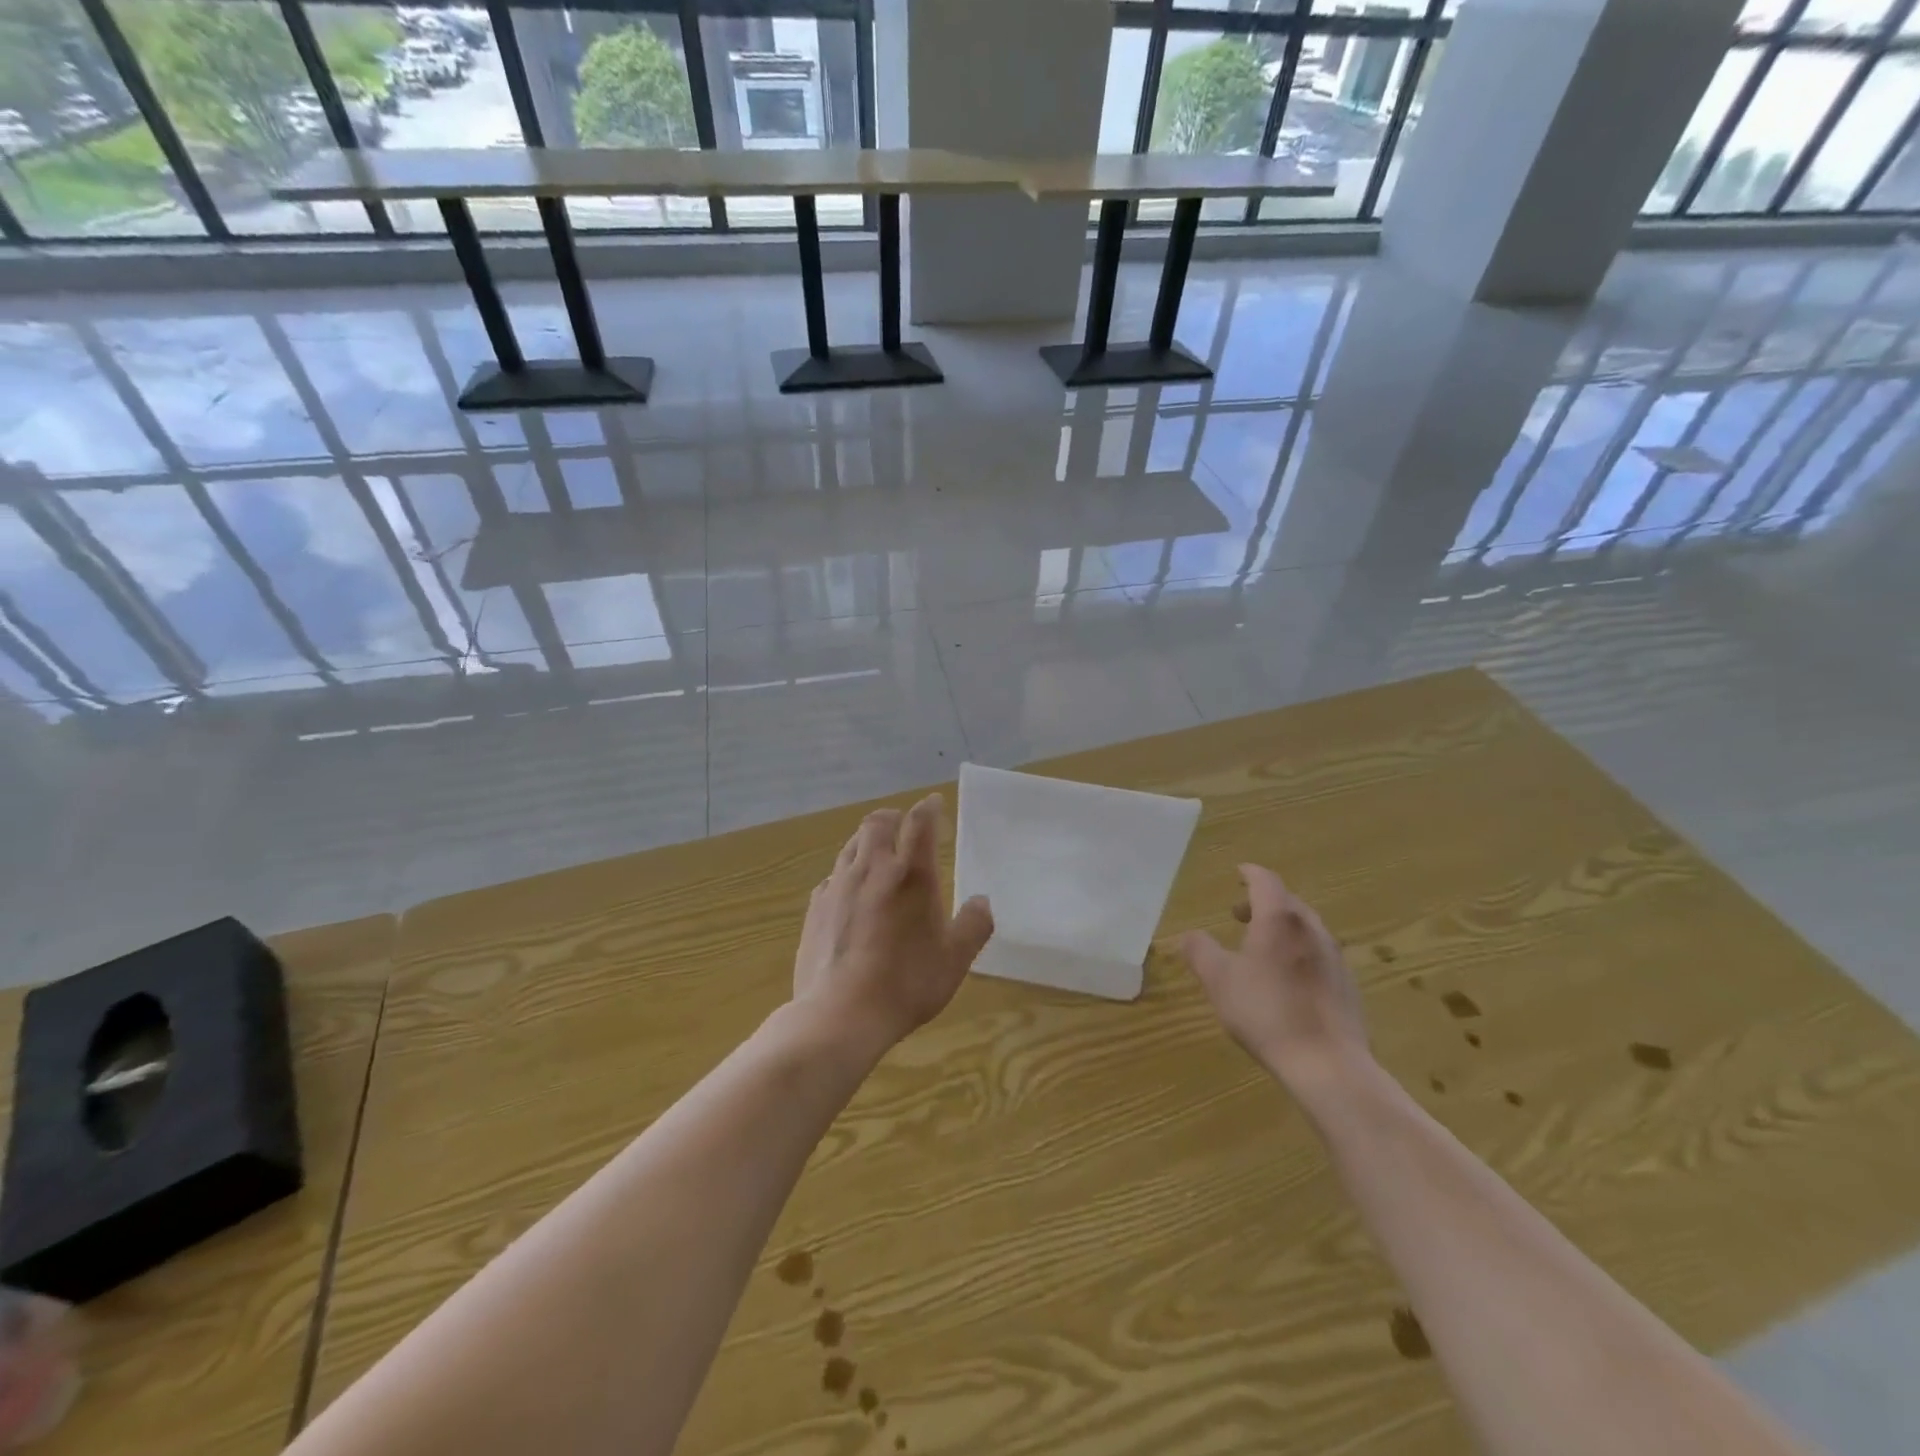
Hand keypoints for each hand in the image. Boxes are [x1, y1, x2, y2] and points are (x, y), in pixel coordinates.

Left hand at [793, 795, 994, 1054]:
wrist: (840, 1014)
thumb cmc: (906, 983)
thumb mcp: (955, 959)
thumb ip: (973, 925)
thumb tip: (981, 902)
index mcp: (910, 874)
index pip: (920, 822)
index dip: (929, 807)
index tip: (935, 803)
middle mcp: (872, 869)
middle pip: (877, 822)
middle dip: (893, 817)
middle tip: (904, 827)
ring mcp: (838, 886)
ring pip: (851, 845)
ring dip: (868, 841)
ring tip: (878, 854)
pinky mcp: (815, 908)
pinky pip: (832, 876)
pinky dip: (846, 873)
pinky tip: (851, 893)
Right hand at [1181, 864, 1370, 1092]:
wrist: (1327, 1064)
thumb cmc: (1266, 1011)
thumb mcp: (1218, 980)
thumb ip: (1199, 951)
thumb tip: (1189, 935)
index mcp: (1279, 919)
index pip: (1266, 881)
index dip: (1250, 873)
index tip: (1238, 872)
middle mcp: (1311, 929)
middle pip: (1288, 902)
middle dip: (1262, 902)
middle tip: (1238, 914)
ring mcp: (1334, 957)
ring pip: (1306, 928)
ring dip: (1282, 928)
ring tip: (1260, 947)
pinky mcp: (1347, 985)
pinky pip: (1318, 954)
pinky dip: (1298, 952)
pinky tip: (1286, 979)